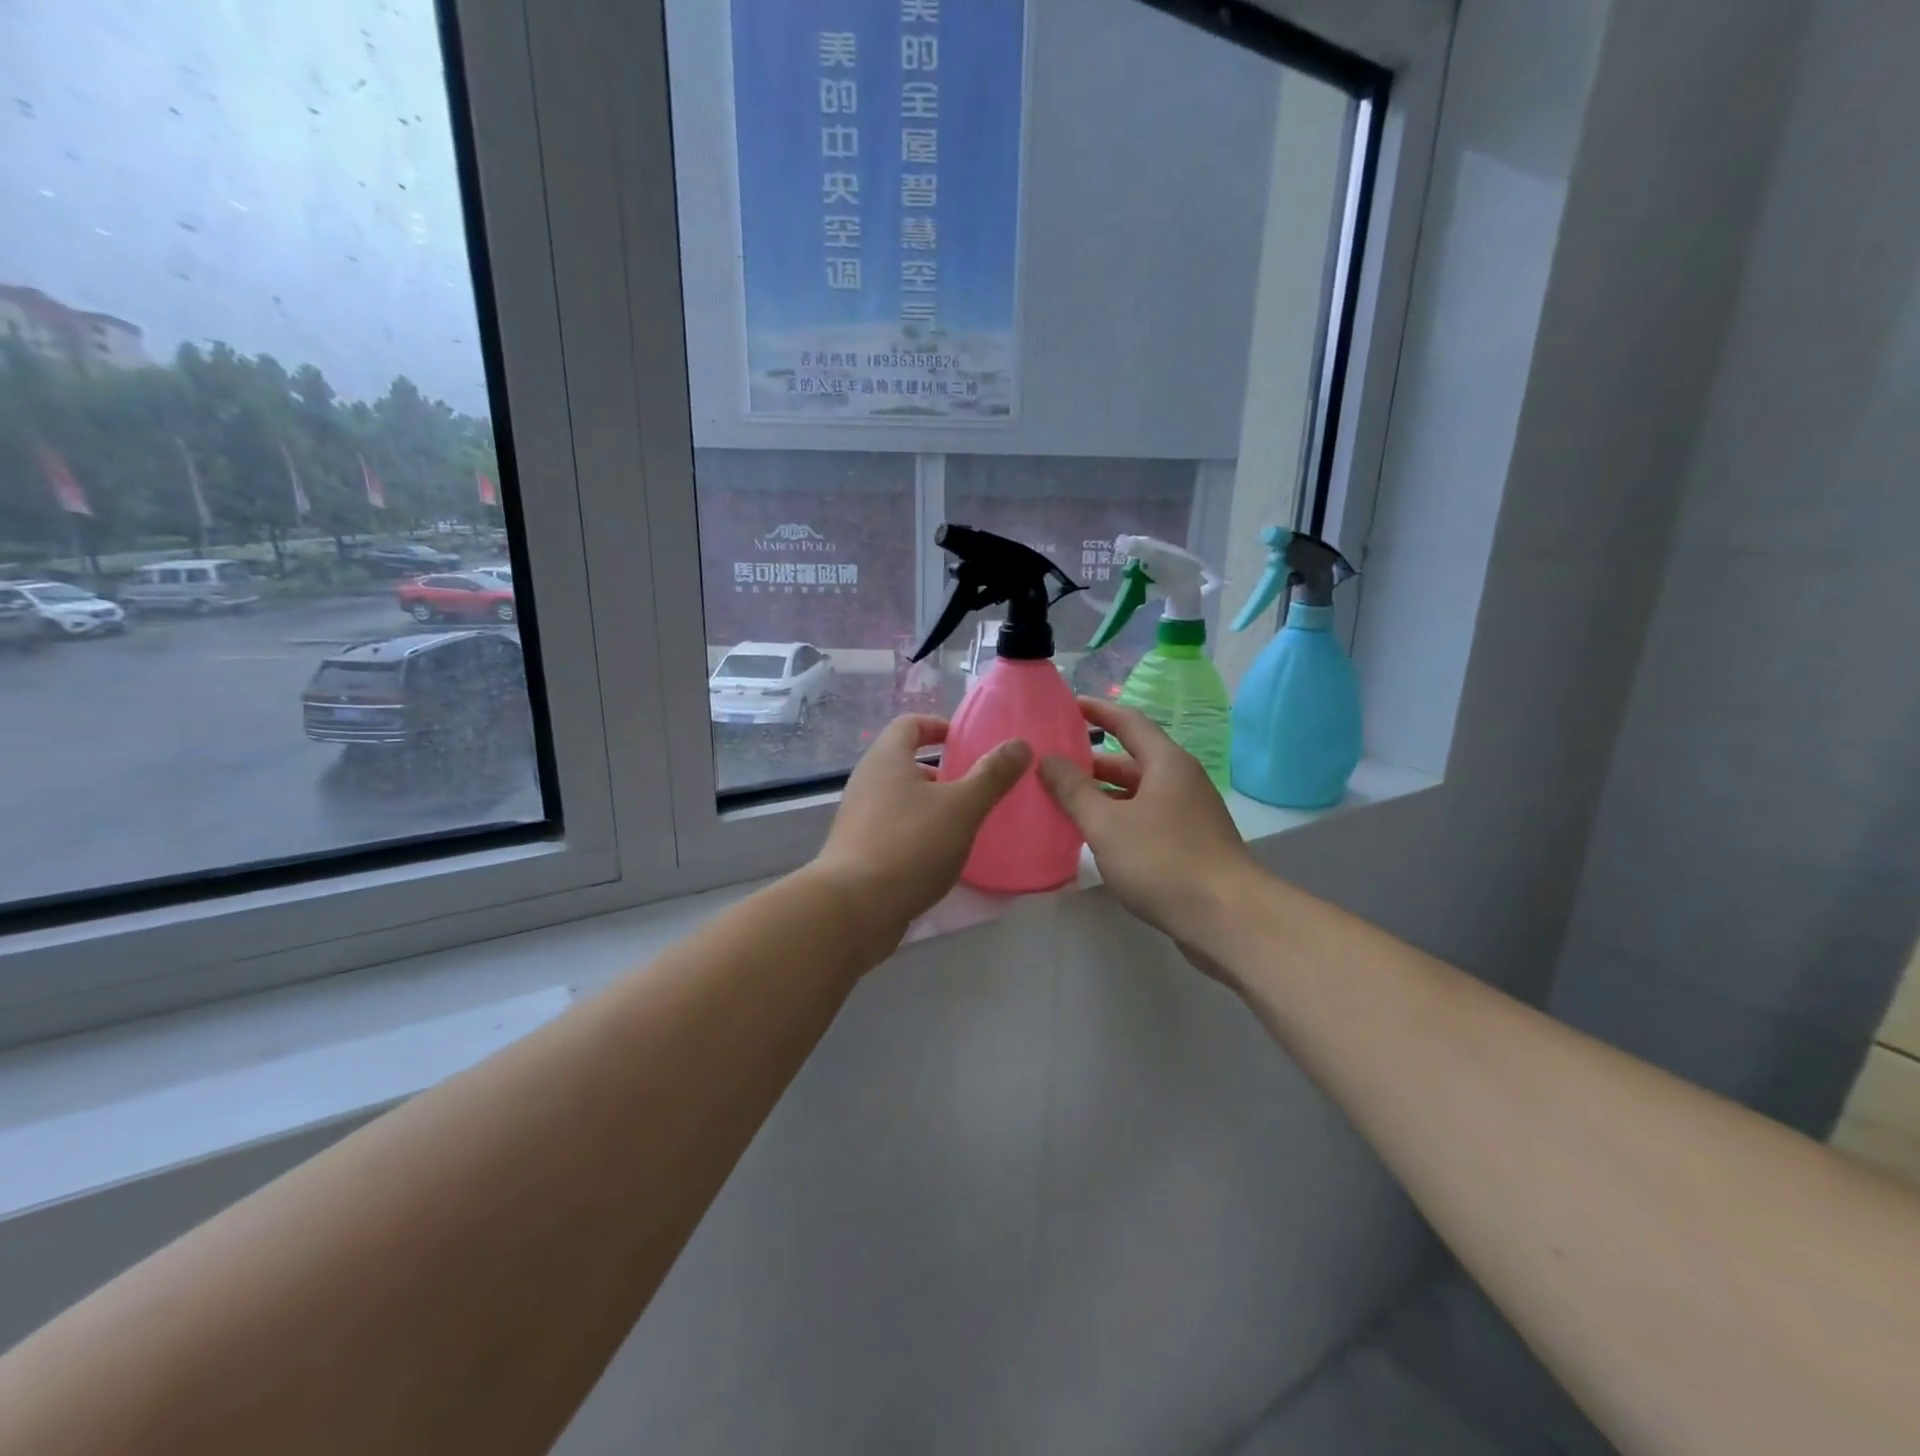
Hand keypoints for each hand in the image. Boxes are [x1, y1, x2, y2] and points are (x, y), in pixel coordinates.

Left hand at [810, 715, 1030, 957]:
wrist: (854, 908)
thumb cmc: (910, 845)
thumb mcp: (961, 807)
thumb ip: (992, 775)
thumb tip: (1020, 744)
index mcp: (887, 758)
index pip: (909, 724)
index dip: (938, 726)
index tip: (966, 742)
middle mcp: (867, 781)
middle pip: (905, 762)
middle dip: (941, 772)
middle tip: (975, 787)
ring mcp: (859, 818)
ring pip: (900, 799)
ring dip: (931, 805)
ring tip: (964, 824)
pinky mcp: (858, 851)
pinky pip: (893, 829)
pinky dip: (918, 833)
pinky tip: (941, 857)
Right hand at [1037, 698, 1260, 948]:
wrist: (1227, 918)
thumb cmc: (1163, 860)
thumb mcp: (1107, 823)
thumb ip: (1073, 790)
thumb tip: (1048, 759)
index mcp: (1167, 763)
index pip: (1129, 722)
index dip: (1098, 710)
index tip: (1068, 704)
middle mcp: (1181, 781)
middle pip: (1133, 760)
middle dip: (1093, 760)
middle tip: (1053, 763)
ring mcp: (1189, 815)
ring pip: (1138, 794)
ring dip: (1104, 794)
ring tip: (1064, 800)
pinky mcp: (1191, 845)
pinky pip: (1147, 819)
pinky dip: (1119, 819)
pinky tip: (1096, 837)